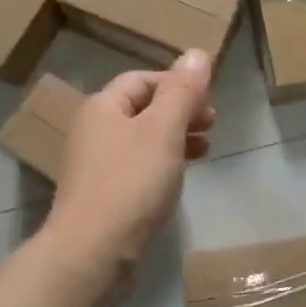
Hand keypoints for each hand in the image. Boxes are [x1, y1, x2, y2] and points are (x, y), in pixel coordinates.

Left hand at [46, 50, 215, 281]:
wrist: (92, 253)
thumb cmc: (130, 184)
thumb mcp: (163, 131)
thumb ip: (182, 92)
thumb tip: (196, 52)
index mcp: (102, 107)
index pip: (142, 80)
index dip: (177, 84)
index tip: (208, 100)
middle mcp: (93, 131)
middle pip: (141, 109)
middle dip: (179, 112)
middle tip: (212, 124)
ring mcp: (96, 166)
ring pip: (141, 140)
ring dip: (175, 138)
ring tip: (206, 150)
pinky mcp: (104, 196)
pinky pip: (137, 168)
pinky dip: (162, 165)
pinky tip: (179, 178)